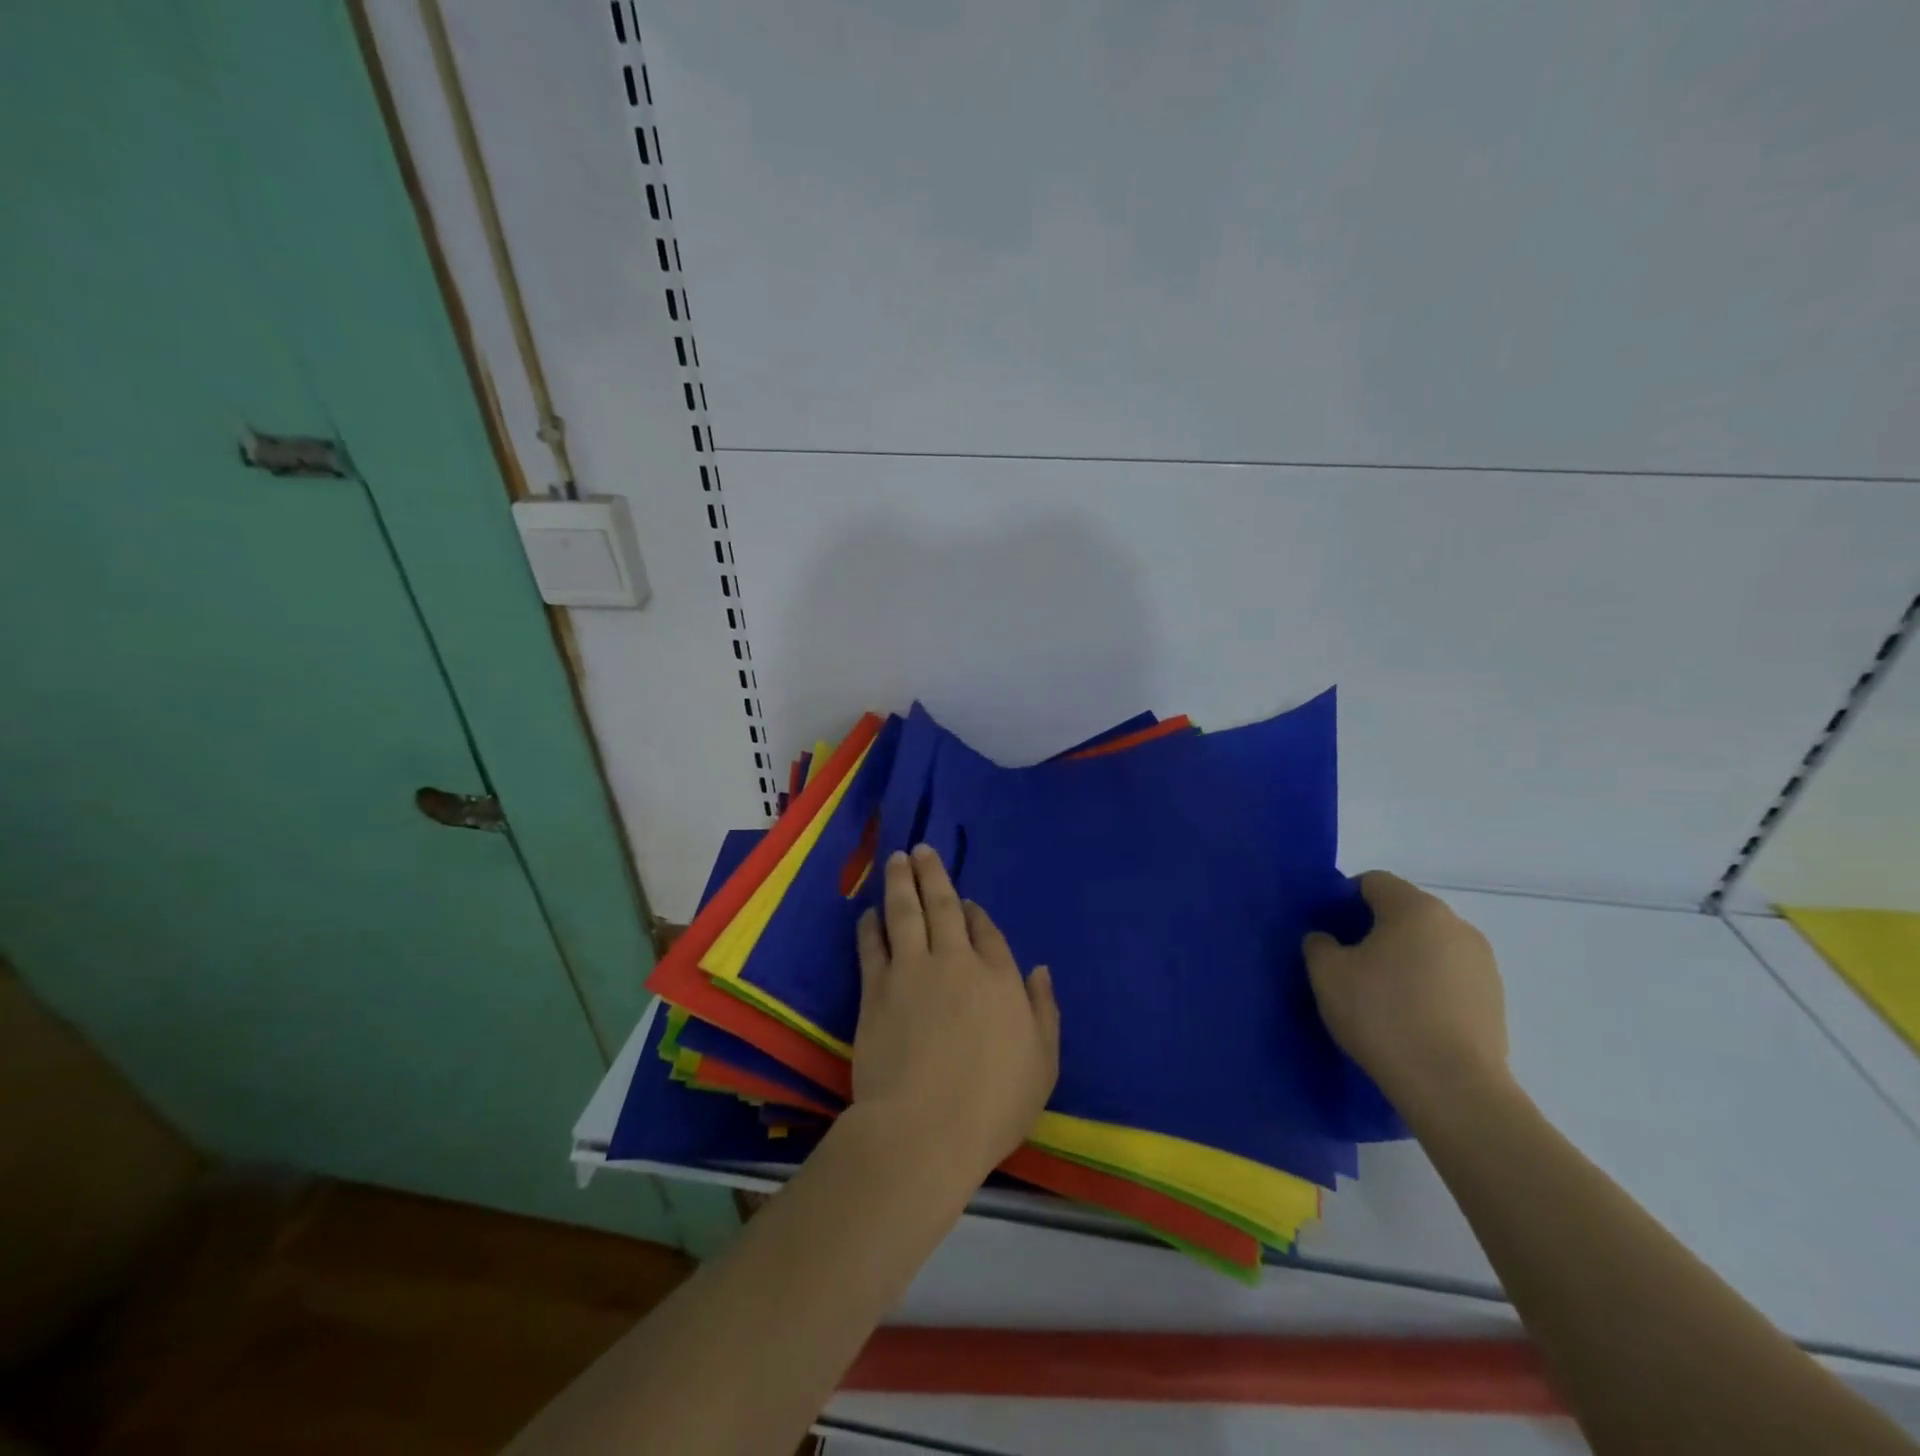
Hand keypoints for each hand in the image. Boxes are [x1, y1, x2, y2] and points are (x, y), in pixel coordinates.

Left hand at [852, 845, 1059, 1183]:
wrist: (923, 1128)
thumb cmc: (993, 1105)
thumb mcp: (1042, 1064)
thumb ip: (1044, 1012)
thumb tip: (1040, 970)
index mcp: (998, 978)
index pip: (986, 932)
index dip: (975, 914)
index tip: (966, 903)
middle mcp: (955, 962)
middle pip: (943, 907)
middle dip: (932, 875)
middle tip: (921, 849)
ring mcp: (911, 971)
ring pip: (905, 913)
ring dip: (900, 883)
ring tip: (897, 860)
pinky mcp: (876, 990)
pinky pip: (873, 945)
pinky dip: (871, 925)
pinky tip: (868, 912)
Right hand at [1302, 872, 1510, 1113]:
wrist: (1452, 1088)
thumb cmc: (1382, 1016)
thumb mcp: (1327, 974)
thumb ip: (1318, 944)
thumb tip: (1328, 940)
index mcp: (1416, 908)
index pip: (1373, 882)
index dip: (1343, 899)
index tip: (1328, 931)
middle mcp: (1456, 925)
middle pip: (1404, 911)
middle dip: (1374, 929)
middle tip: (1347, 963)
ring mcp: (1482, 963)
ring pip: (1429, 945)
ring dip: (1403, 958)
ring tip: (1380, 994)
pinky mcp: (1494, 999)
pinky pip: (1449, 976)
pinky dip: (1427, 984)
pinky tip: (1410, 1017)